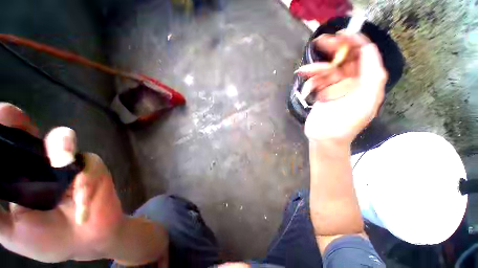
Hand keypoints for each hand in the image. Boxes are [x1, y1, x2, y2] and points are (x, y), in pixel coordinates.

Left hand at [0, 103, 123, 262]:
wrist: (86, 243)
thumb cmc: (47, 240)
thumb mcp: (11, 232)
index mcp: (21, 174)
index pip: (9, 144)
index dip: (3, 127)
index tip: (1, 121)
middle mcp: (43, 163)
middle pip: (28, 133)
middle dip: (23, 125)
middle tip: (15, 121)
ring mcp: (70, 165)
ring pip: (64, 139)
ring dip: (62, 147)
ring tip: (62, 163)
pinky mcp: (93, 170)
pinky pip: (89, 168)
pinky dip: (84, 183)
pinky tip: (81, 203)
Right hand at [298, 34, 386, 144]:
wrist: (326, 139)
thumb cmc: (345, 125)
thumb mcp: (365, 102)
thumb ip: (372, 77)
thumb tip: (368, 50)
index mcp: (366, 82)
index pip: (365, 55)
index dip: (356, 42)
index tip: (342, 34)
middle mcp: (353, 82)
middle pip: (344, 59)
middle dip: (333, 50)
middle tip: (320, 42)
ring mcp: (336, 87)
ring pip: (327, 71)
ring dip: (316, 70)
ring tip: (303, 71)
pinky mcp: (322, 93)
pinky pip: (317, 82)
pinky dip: (311, 82)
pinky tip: (306, 86)